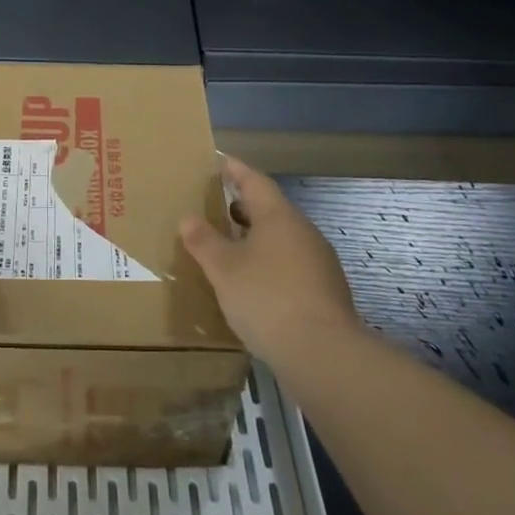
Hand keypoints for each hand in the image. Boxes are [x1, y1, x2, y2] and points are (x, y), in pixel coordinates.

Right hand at [179, 156, 361, 369]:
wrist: (323, 352)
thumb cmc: (266, 298)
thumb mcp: (224, 269)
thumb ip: (204, 241)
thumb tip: (188, 218)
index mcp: (279, 217)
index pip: (255, 181)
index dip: (236, 171)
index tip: (220, 162)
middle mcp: (303, 231)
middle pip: (271, 209)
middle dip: (244, 207)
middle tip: (217, 206)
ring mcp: (319, 261)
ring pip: (282, 239)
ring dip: (257, 238)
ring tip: (230, 246)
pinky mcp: (325, 290)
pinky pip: (291, 264)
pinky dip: (270, 263)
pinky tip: (254, 282)